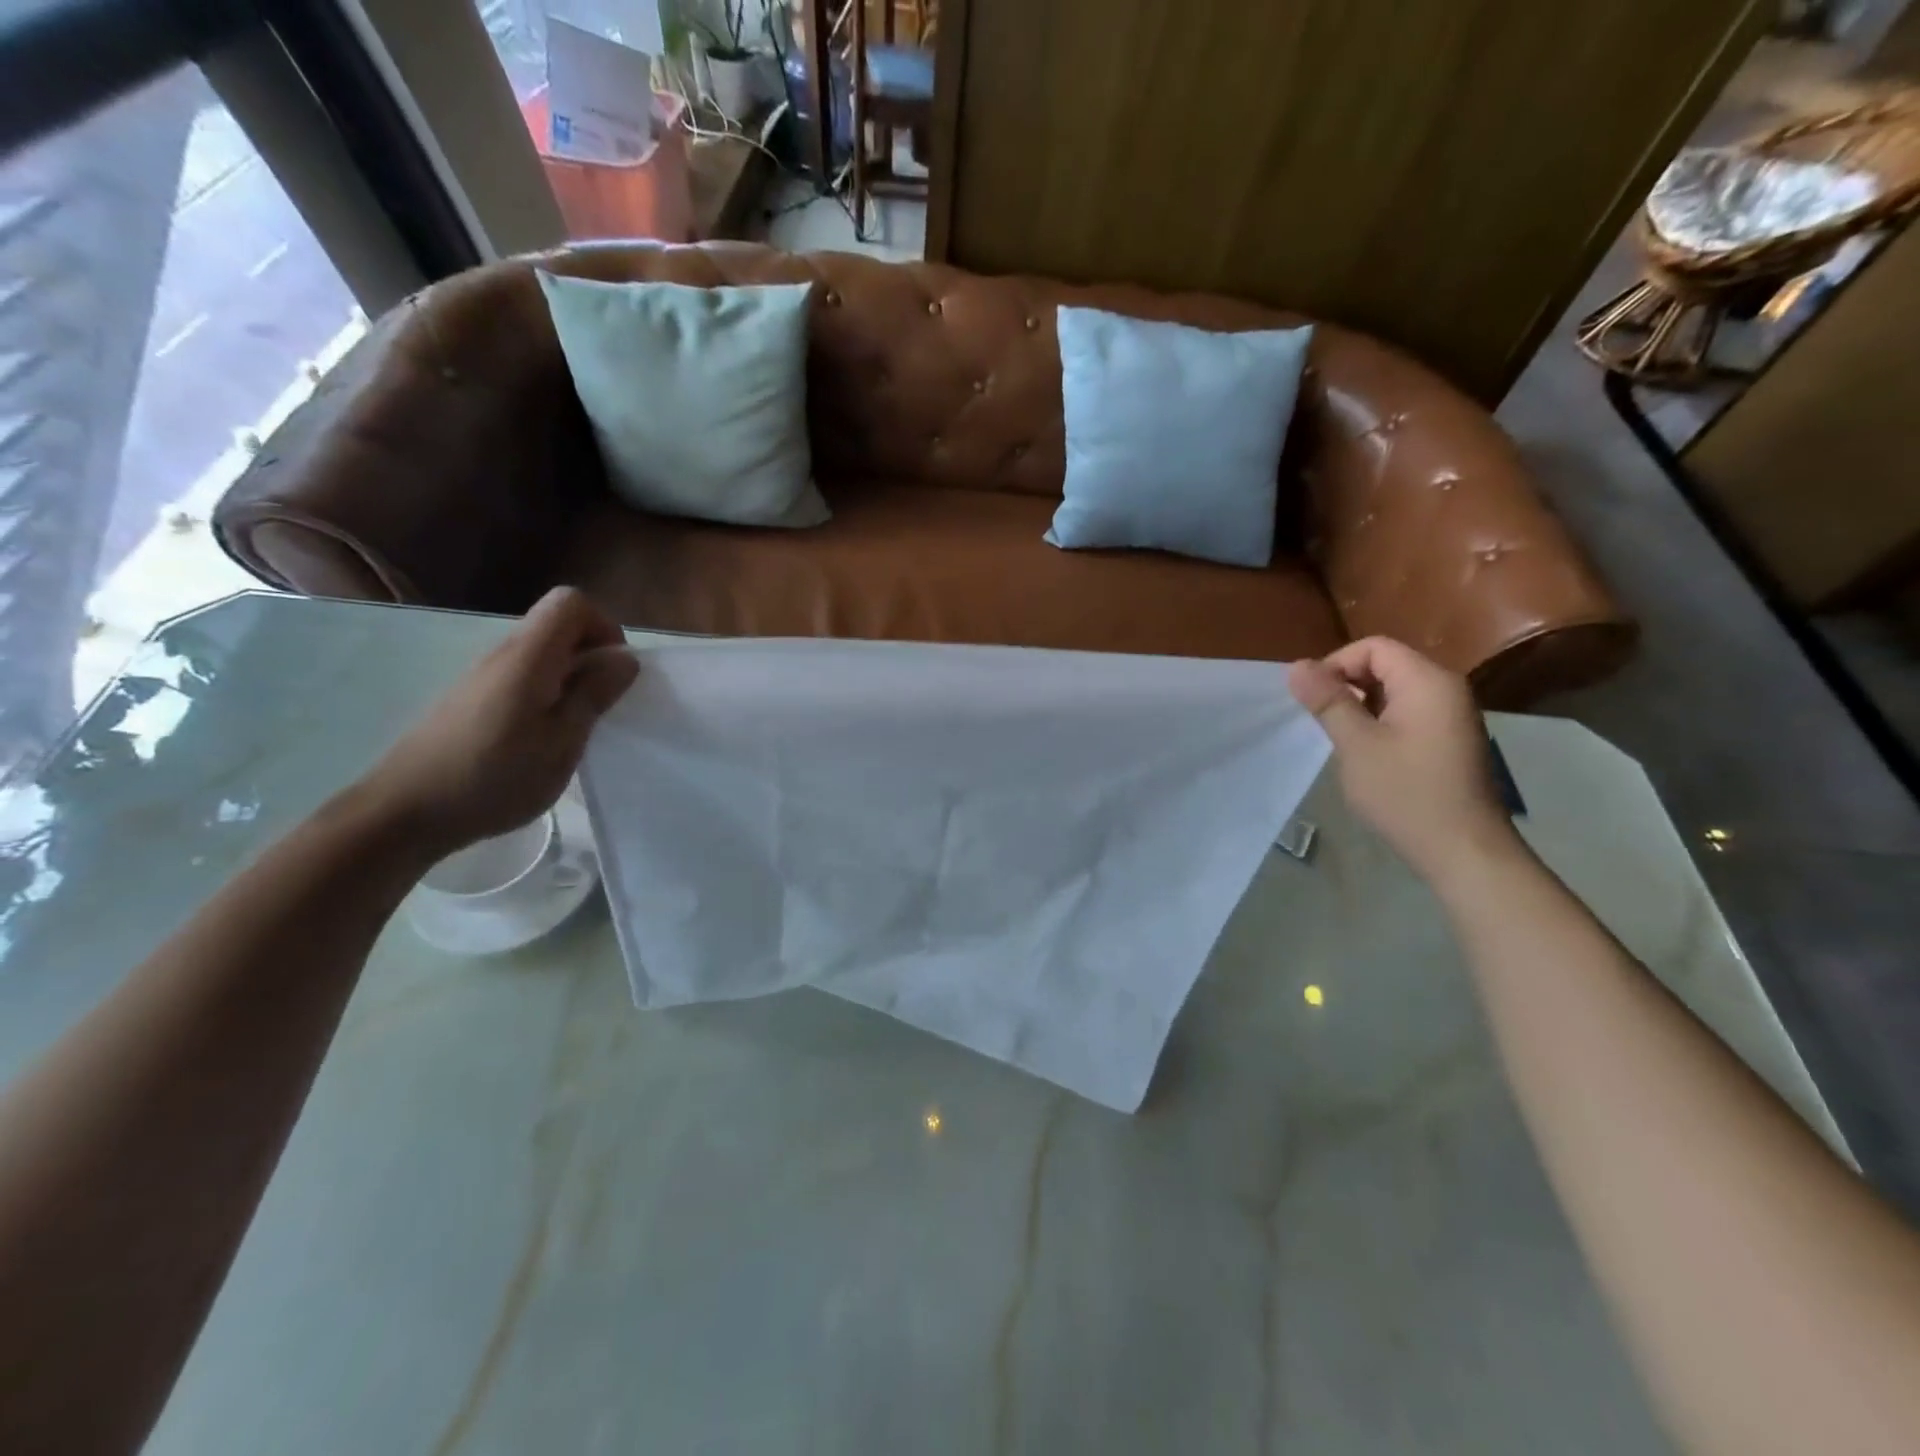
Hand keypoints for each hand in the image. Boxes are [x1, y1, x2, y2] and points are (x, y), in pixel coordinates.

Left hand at [361, 588, 638, 858]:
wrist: (404, 813)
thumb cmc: (494, 778)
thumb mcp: (562, 742)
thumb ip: (594, 694)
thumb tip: (625, 657)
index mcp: (528, 657)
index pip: (571, 602)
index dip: (604, 627)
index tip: (614, 672)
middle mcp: (503, 654)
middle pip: (557, 625)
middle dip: (592, 655)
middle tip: (603, 705)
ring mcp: (483, 677)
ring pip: (541, 654)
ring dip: (571, 678)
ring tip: (576, 728)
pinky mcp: (472, 700)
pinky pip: (523, 678)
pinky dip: (547, 695)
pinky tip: (542, 740)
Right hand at [1287, 637, 1518, 881]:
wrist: (1463, 850)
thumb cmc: (1406, 794)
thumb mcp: (1357, 745)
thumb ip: (1328, 701)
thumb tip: (1296, 666)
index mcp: (1427, 681)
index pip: (1373, 647)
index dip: (1336, 665)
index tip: (1312, 700)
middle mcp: (1445, 688)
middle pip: (1385, 664)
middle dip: (1346, 684)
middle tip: (1320, 720)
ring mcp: (1451, 715)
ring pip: (1394, 690)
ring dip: (1360, 705)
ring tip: (1339, 738)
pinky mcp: (1449, 738)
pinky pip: (1407, 712)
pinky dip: (1379, 721)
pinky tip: (1365, 753)